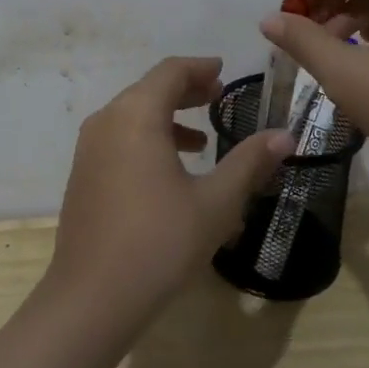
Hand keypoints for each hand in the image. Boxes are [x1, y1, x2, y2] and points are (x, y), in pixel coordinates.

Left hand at [48, 57, 290, 323]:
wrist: (91, 299)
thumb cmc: (159, 243)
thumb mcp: (215, 203)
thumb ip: (249, 163)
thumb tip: (285, 135)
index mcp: (136, 115)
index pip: (170, 72)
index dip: (200, 68)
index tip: (224, 72)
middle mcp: (107, 120)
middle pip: (149, 89)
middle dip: (186, 91)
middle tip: (218, 99)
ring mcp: (89, 148)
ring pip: (132, 115)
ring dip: (167, 117)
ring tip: (202, 140)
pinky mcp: (83, 174)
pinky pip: (119, 139)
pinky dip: (147, 139)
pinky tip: (170, 172)